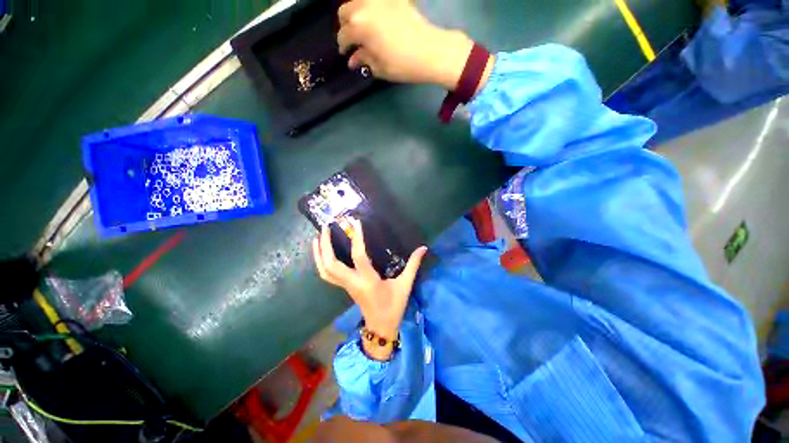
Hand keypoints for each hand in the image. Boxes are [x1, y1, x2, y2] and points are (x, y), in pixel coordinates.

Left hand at [312, 221, 426, 344]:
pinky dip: (320, 262)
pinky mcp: (344, 287)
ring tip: (317, 236)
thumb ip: (413, 265)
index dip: (356, 239)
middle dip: (326, 245)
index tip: (355, 223)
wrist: (380, 327)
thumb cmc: (393, 306)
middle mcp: (353, 282)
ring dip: (318, 253)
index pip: (359, 257)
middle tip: (327, 226)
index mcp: (368, 281)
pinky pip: (327, 274)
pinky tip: (321, 251)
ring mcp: (345, 286)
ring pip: (325, 271)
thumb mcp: (405, 285)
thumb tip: (423, 248)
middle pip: (331, 265)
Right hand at [337, 0, 475, 89]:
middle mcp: (365, 6)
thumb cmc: (402, 64)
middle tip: (354, 39)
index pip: (343, 35)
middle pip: (345, 12)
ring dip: (356, 13)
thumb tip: (352, 60)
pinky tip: (378, 19)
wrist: (430, 51)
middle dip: (346, 26)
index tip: (347, 54)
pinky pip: (377, 0)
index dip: (343, 47)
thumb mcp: (379, 67)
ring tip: (364, 28)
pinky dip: (372, 8)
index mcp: (359, 26)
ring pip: (358, 1)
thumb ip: (363, 60)